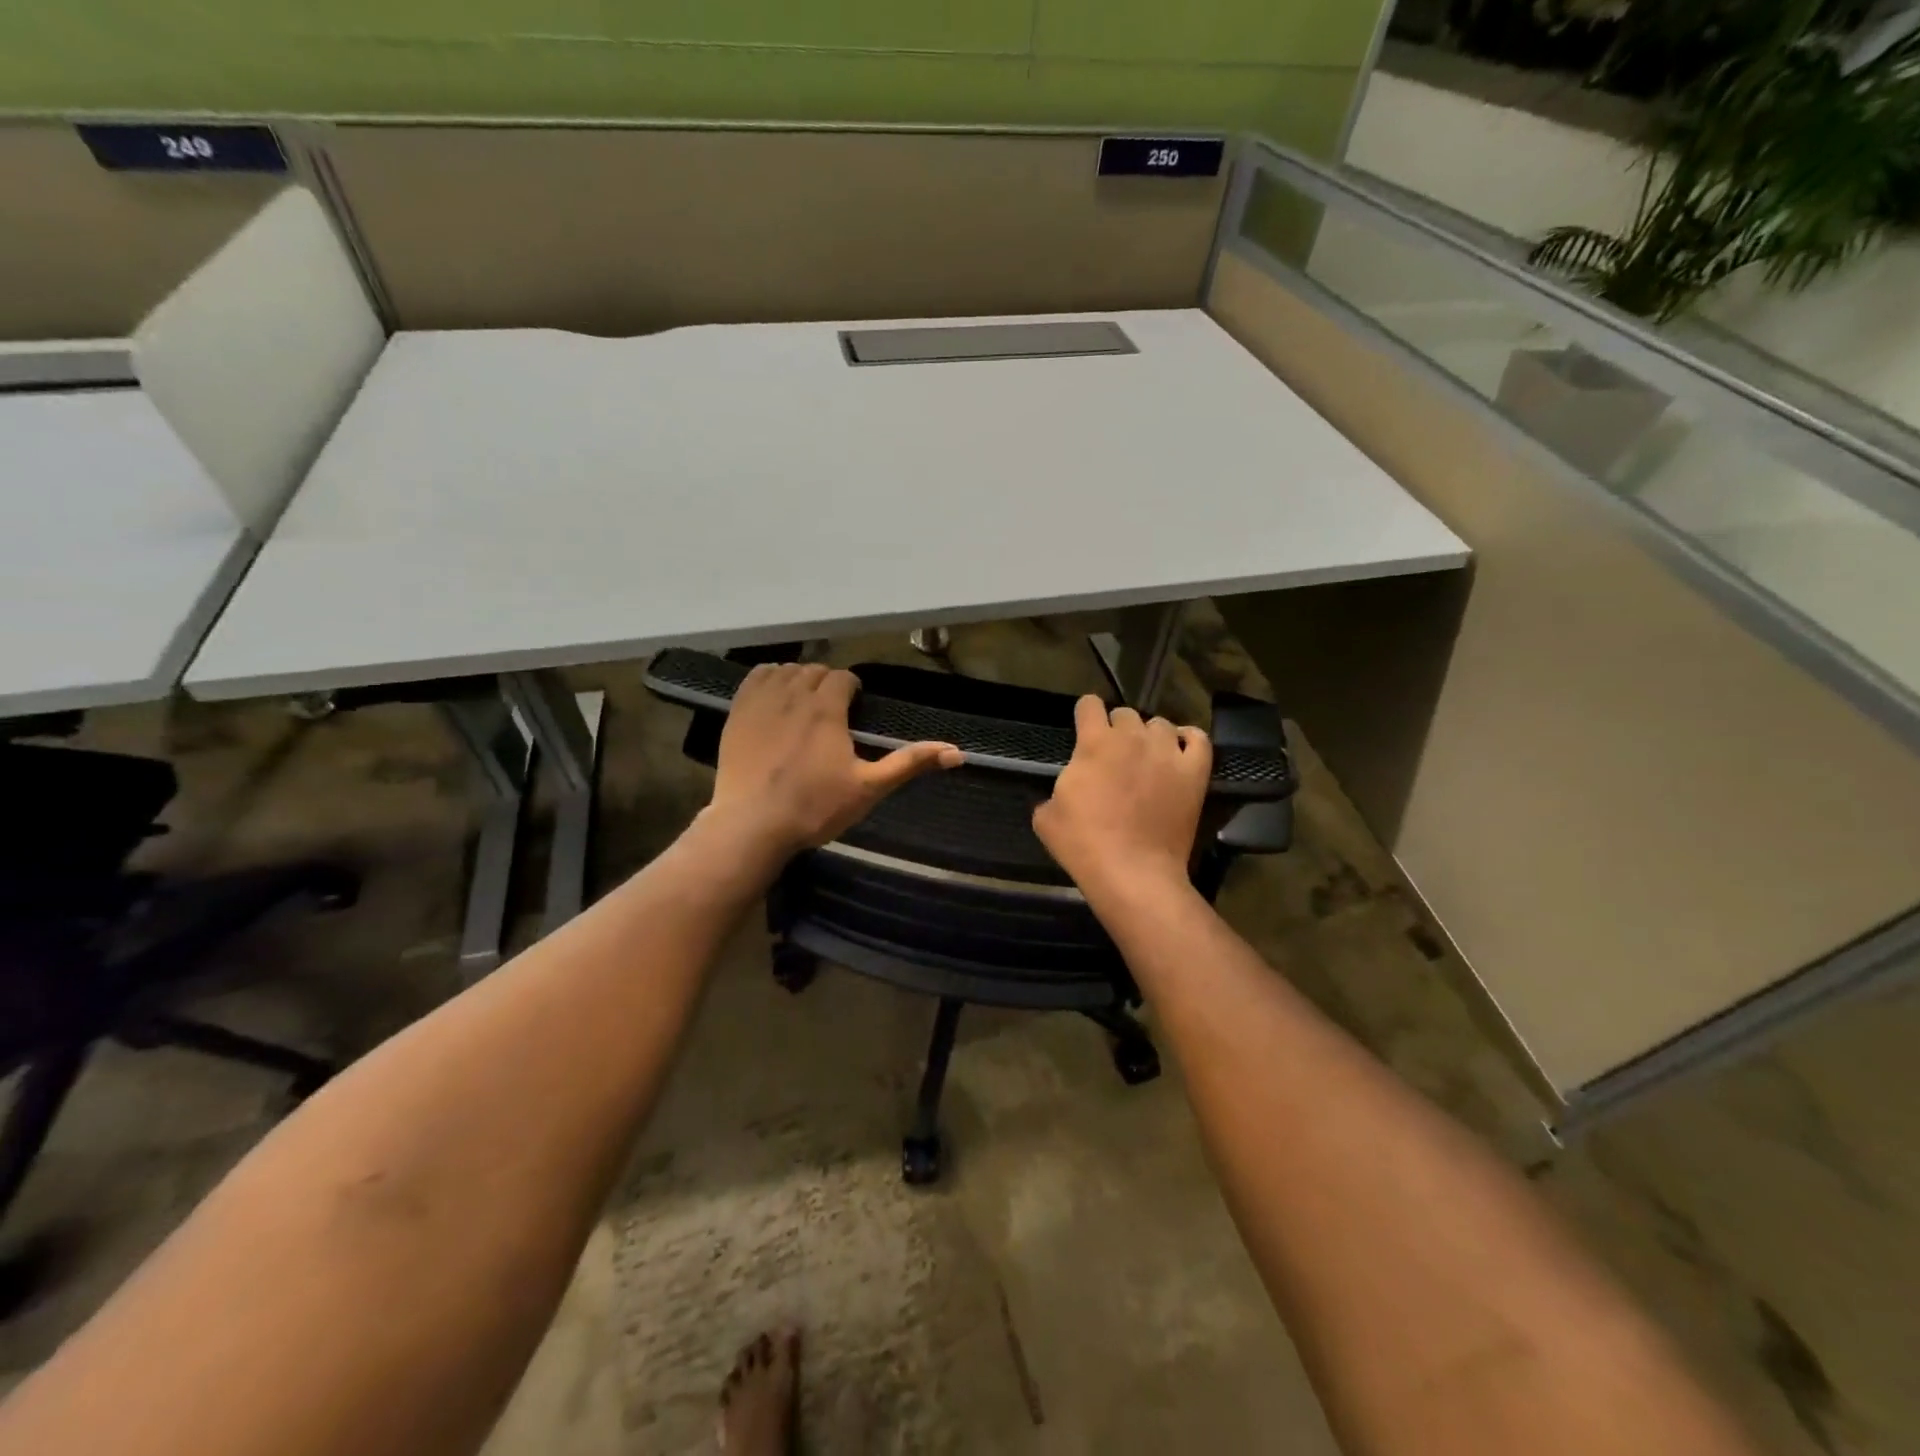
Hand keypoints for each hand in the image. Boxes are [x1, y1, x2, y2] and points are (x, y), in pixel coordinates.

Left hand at [707, 663, 962, 857]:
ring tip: (804, 704)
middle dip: (827, 684)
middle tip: (832, 712)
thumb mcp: (869, 788)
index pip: (843, 677)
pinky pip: (755, 677)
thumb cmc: (815, 807)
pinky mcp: (737, 712)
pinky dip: (770, 678)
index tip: (854, 708)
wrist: (752, 825)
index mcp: (827, 708)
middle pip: (815, 670)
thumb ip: (910, 763)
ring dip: (800, 679)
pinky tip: (774, 698)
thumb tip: (958, 753)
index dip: (852, 689)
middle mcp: (794, 693)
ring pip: (786, 670)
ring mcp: (761, 701)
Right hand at [1033, 696, 1211, 900]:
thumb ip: (1055, 790)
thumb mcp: (1046, 817)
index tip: (1084, 727)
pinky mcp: (1194, 772)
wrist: (1132, 872)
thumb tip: (1069, 788)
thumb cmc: (1084, 844)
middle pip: (1125, 713)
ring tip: (1146, 757)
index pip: (1089, 705)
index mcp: (1094, 742)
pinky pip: (1198, 740)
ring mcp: (1167, 752)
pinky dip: (1188, 740)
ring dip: (1149, 736)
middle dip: (1116, 728)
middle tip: (1113, 755)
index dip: (1084, 713)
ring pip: (1160, 724)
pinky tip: (1179, 751)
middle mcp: (1132, 737)